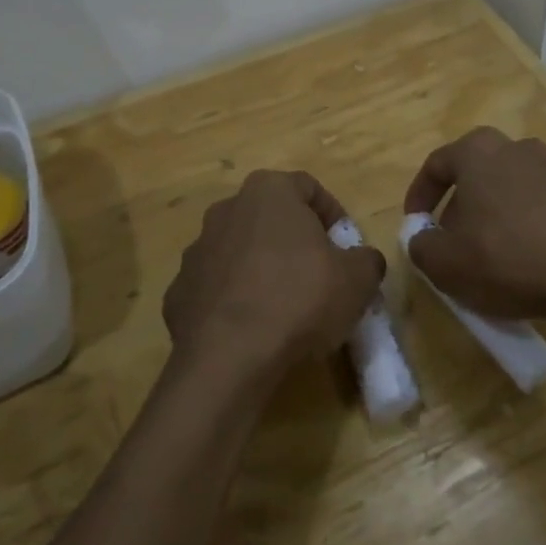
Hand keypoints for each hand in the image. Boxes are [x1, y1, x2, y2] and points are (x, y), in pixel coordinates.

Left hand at [164, 170, 384, 385]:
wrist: (227, 356)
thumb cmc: (299, 299)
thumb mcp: (357, 279)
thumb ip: (366, 260)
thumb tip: (362, 261)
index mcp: (269, 191)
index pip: (309, 188)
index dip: (333, 216)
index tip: (346, 249)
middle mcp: (228, 208)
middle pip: (271, 217)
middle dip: (295, 242)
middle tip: (318, 276)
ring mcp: (198, 249)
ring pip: (241, 251)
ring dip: (262, 269)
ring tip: (284, 308)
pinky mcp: (179, 290)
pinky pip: (217, 287)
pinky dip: (234, 301)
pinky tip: (252, 330)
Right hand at [403, 128, 545, 321]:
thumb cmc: (505, 257)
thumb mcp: (444, 262)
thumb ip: (420, 245)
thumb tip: (423, 238)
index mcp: (478, 150)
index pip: (436, 164)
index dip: (419, 196)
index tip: (415, 225)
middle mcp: (516, 148)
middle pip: (475, 173)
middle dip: (458, 205)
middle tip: (450, 240)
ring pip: (507, 188)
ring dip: (492, 214)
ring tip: (488, 253)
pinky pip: (538, 206)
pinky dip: (523, 226)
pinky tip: (523, 259)